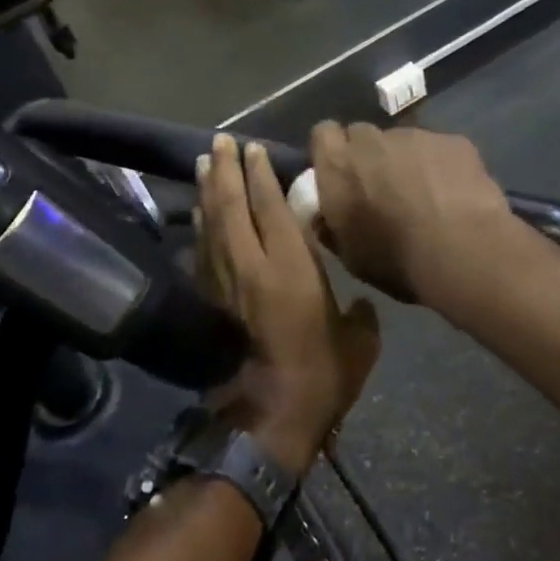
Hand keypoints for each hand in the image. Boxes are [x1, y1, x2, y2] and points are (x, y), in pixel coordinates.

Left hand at [196, 134, 380, 473]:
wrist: (271, 417)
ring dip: (207, 191)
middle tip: (220, 143)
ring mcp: (226, 283)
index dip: (261, 175)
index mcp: (290, 266)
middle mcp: (252, 265)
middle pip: (231, 206)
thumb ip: (361, 314)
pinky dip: (200, 227)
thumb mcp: (358, 342)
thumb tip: (361, 304)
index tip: (254, 149)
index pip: (270, 207)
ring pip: (211, 225)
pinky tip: (198, 213)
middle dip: (226, 171)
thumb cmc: (322, 375)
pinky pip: (202, 252)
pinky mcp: (212, 301)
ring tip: (203, 164)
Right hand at [308, 122, 514, 305]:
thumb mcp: (350, 256)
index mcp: (338, 166)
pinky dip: (443, 165)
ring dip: (408, 161)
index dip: (332, 151)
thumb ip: (331, 227)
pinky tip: (457, 194)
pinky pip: (440, 148)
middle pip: (363, 134)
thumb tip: (325, 217)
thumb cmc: (396, 259)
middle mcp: (372, 140)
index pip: (323, 134)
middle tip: (383, 188)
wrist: (462, 251)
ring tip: (428, 196)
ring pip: (404, 141)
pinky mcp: (454, 141)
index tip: (342, 173)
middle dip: (369, 155)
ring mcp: (416, 136)